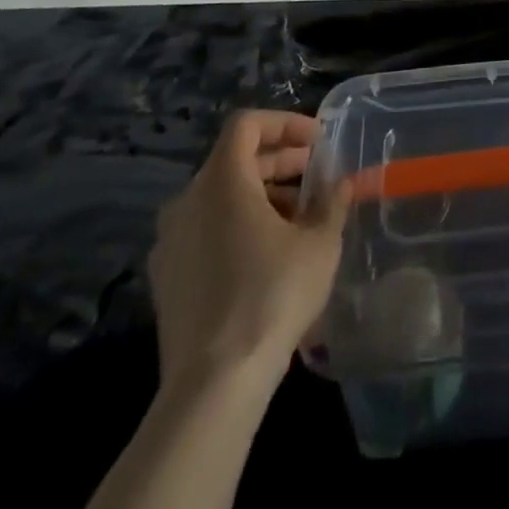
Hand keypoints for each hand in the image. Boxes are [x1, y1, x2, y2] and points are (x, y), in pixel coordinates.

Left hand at [148, 110, 349, 389]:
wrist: (213, 386)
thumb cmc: (272, 297)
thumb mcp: (319, 244)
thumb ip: (331, 203)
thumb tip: (341, 183)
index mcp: (221, 181)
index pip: (247, 124)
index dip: (285, 123)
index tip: (318, 140)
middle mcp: (187, 201)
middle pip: (235, 159)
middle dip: (280, 161)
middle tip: (317, 175)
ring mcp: (171, 241)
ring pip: (220, 197)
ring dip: (262, 194)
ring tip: (300, 219)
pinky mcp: (167, 278)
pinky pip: (206, 230)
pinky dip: (238, 225)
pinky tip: (269, 255)